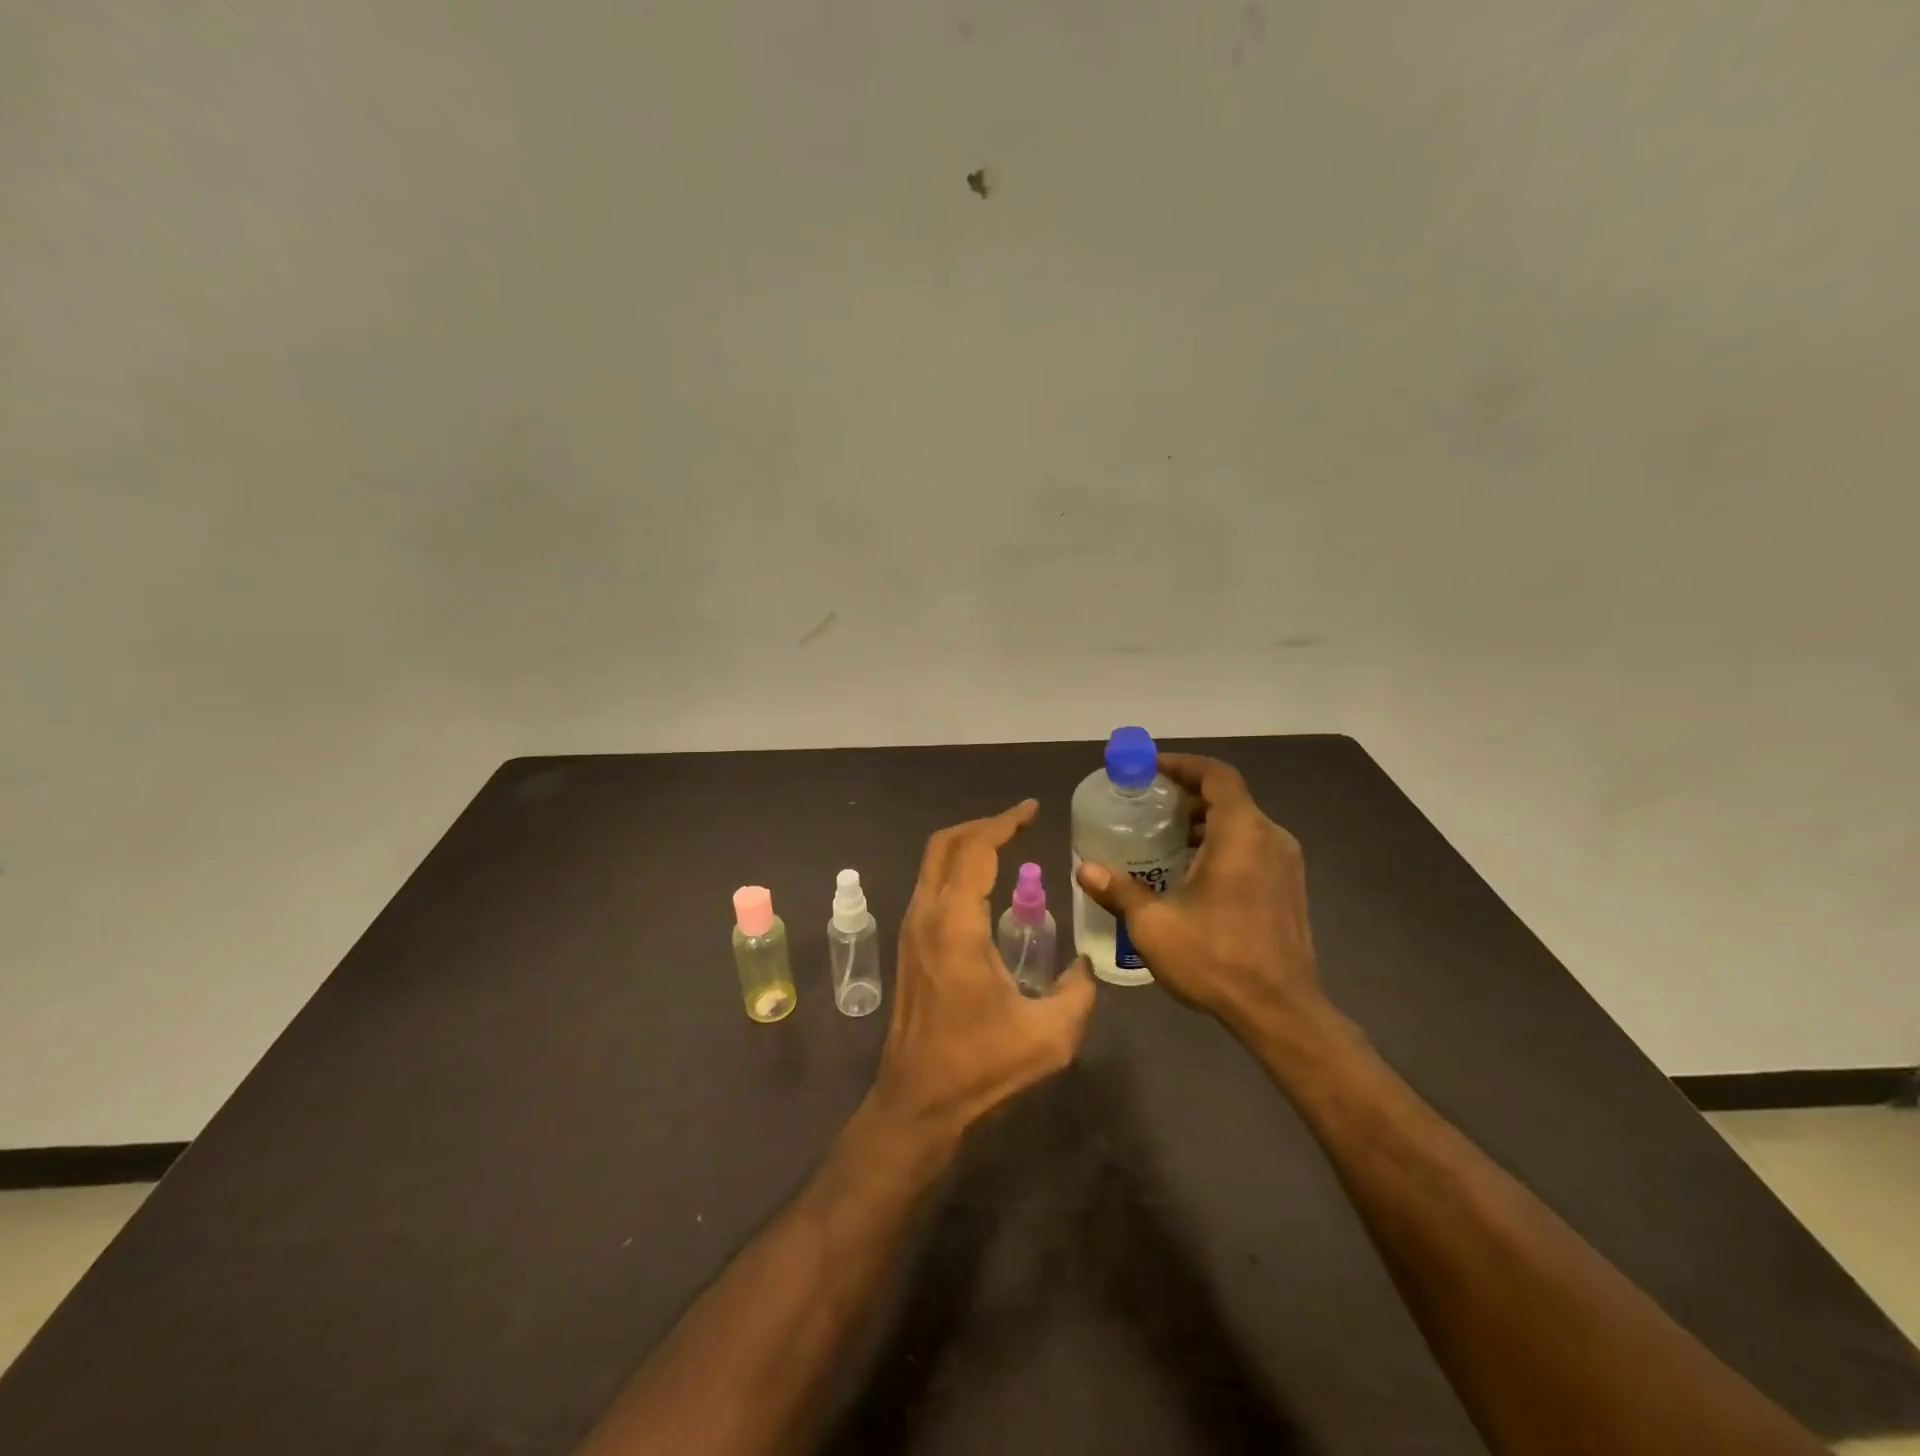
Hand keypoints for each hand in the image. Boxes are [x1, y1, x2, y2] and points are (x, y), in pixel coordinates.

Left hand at [874, 800, 1096, 1142]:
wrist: (917, 1101)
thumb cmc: (980, 1066)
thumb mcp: (1050, 1036)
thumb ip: (1078, 992)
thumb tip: (1083, 966)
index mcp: (956, 925)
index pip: (976, 850)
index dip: (1004, 823)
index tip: (1032, 809)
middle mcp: (926, 915)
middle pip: (945, 845)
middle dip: (982, 825)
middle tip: (1019, 823)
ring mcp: (911, 929)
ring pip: (932, 864)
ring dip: (967, 846)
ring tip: (1006, 847)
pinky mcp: (909, 945)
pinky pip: (931, 886)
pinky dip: (957, 870)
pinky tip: (985, 889)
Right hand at [1074, 755, 1321, 1033]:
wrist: (1282, 1012)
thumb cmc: (1217, 959)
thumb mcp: (1154, 925)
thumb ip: (1119, 891)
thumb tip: (1083, 869)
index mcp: (1242, 834)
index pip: (1216, 776)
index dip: (1183, 765)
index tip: (1150, 769)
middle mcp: (1270, 839)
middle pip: (1228, 797)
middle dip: (1187, 795)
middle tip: (1147, 805)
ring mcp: (1286, 865)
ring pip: (1242, 824)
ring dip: (1205, 822)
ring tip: (1164, 838)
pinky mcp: (1289, 889)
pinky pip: (1253, 847)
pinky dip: (1222, 844)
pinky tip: (1193, 872)